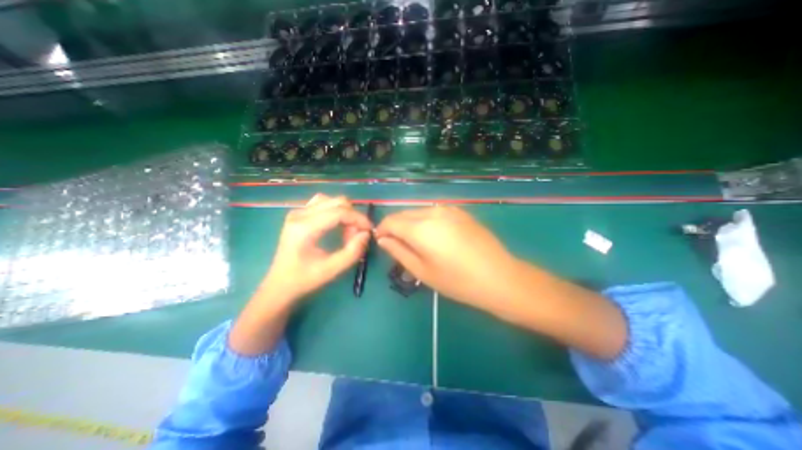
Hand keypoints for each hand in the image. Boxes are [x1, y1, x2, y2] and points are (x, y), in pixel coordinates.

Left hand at [266, 192, 373, 304]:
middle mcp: (300, 214)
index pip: (339, 212)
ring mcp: (298, 212)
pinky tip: (337, 225)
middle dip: (353, 216)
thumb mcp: (331, 270)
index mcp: (305, 227)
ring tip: (347, 231)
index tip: (370, 230)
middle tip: (357, 235)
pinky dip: (336, 211)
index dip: (359, 219)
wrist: (279, 285)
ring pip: (331, 201)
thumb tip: (366, 234)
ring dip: (345, 213)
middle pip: (337, 202)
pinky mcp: (298, 214)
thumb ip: (352, 252)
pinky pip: (323, 204)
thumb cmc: (304, 280)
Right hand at [375, 206, 520, 312]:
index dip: (382, 230)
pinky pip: (434, 212)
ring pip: (418, 211)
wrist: (499, 277)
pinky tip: (435, 237)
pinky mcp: (460, 211)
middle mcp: (433, 212)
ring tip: (417, 243)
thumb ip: (399, 251)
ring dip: (410, 223)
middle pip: (404, 214)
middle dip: (395, 227)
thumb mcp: (422, 271)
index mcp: (421, 228)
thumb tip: (383, 239)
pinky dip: (425, 221)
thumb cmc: (457, 281)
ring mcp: (449, 209)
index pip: (391, 221)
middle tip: (398, 246)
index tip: (382, 242)